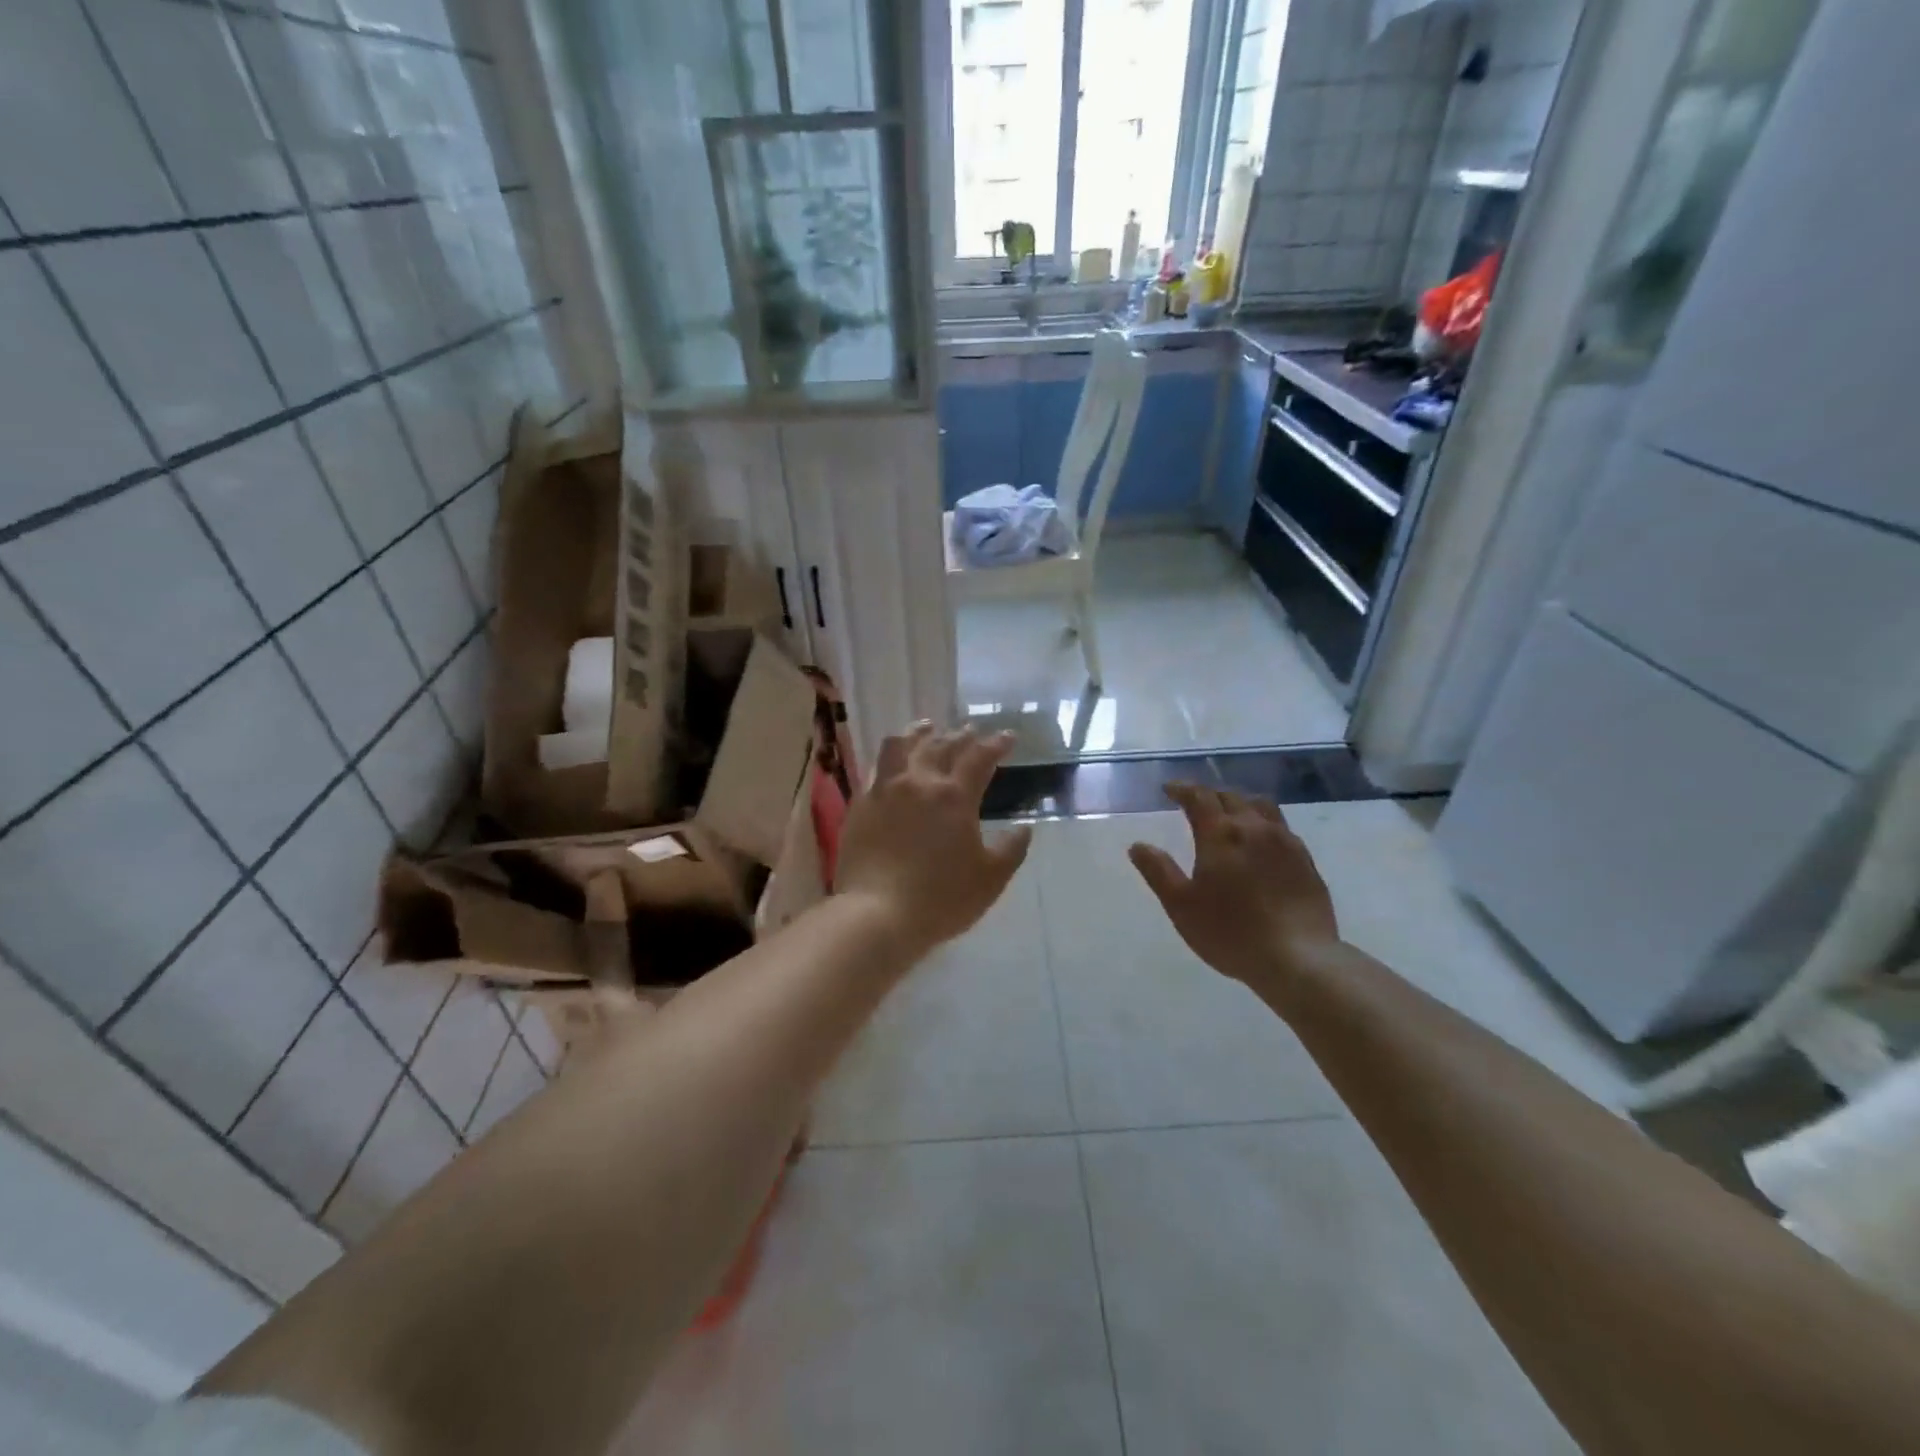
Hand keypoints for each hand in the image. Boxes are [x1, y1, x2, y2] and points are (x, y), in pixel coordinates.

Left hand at [836, 724, 1032, 954]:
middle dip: (961, 735)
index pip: (979, 757)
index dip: (996, 744)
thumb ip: (1011, 850)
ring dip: (920, 733)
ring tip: (927, 728)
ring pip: (902, 746)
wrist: (876, 914)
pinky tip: (894, 765)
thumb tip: (1025, 828)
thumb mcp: (989, 880)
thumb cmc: (940, 899)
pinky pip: (877, 769)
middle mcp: (919, 783)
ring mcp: (885, 791)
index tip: (1007, 736)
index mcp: (955, 797)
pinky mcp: (861, 805)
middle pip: (942, 745)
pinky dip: (892, 758)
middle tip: (971, 732)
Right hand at [1128, 784, 1339, 987]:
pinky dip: (1263, 822)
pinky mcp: (1305, 860)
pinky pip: (1281, 826)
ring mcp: (1285, 842)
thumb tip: (1138, 846)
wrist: (1298, 958)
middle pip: (1230, 797)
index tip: (1169, 789)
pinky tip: (1261, 840)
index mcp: (1221, 834)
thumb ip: (1158, 872)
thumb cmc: (1230, 932)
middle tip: (1194, 802)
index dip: (1182, 789)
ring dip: (1239, 802)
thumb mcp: (1181, 906)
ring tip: (1229, 813)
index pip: (1199, 797)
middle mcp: (1254, 828)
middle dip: (1208, 794)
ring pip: (1260, 806)